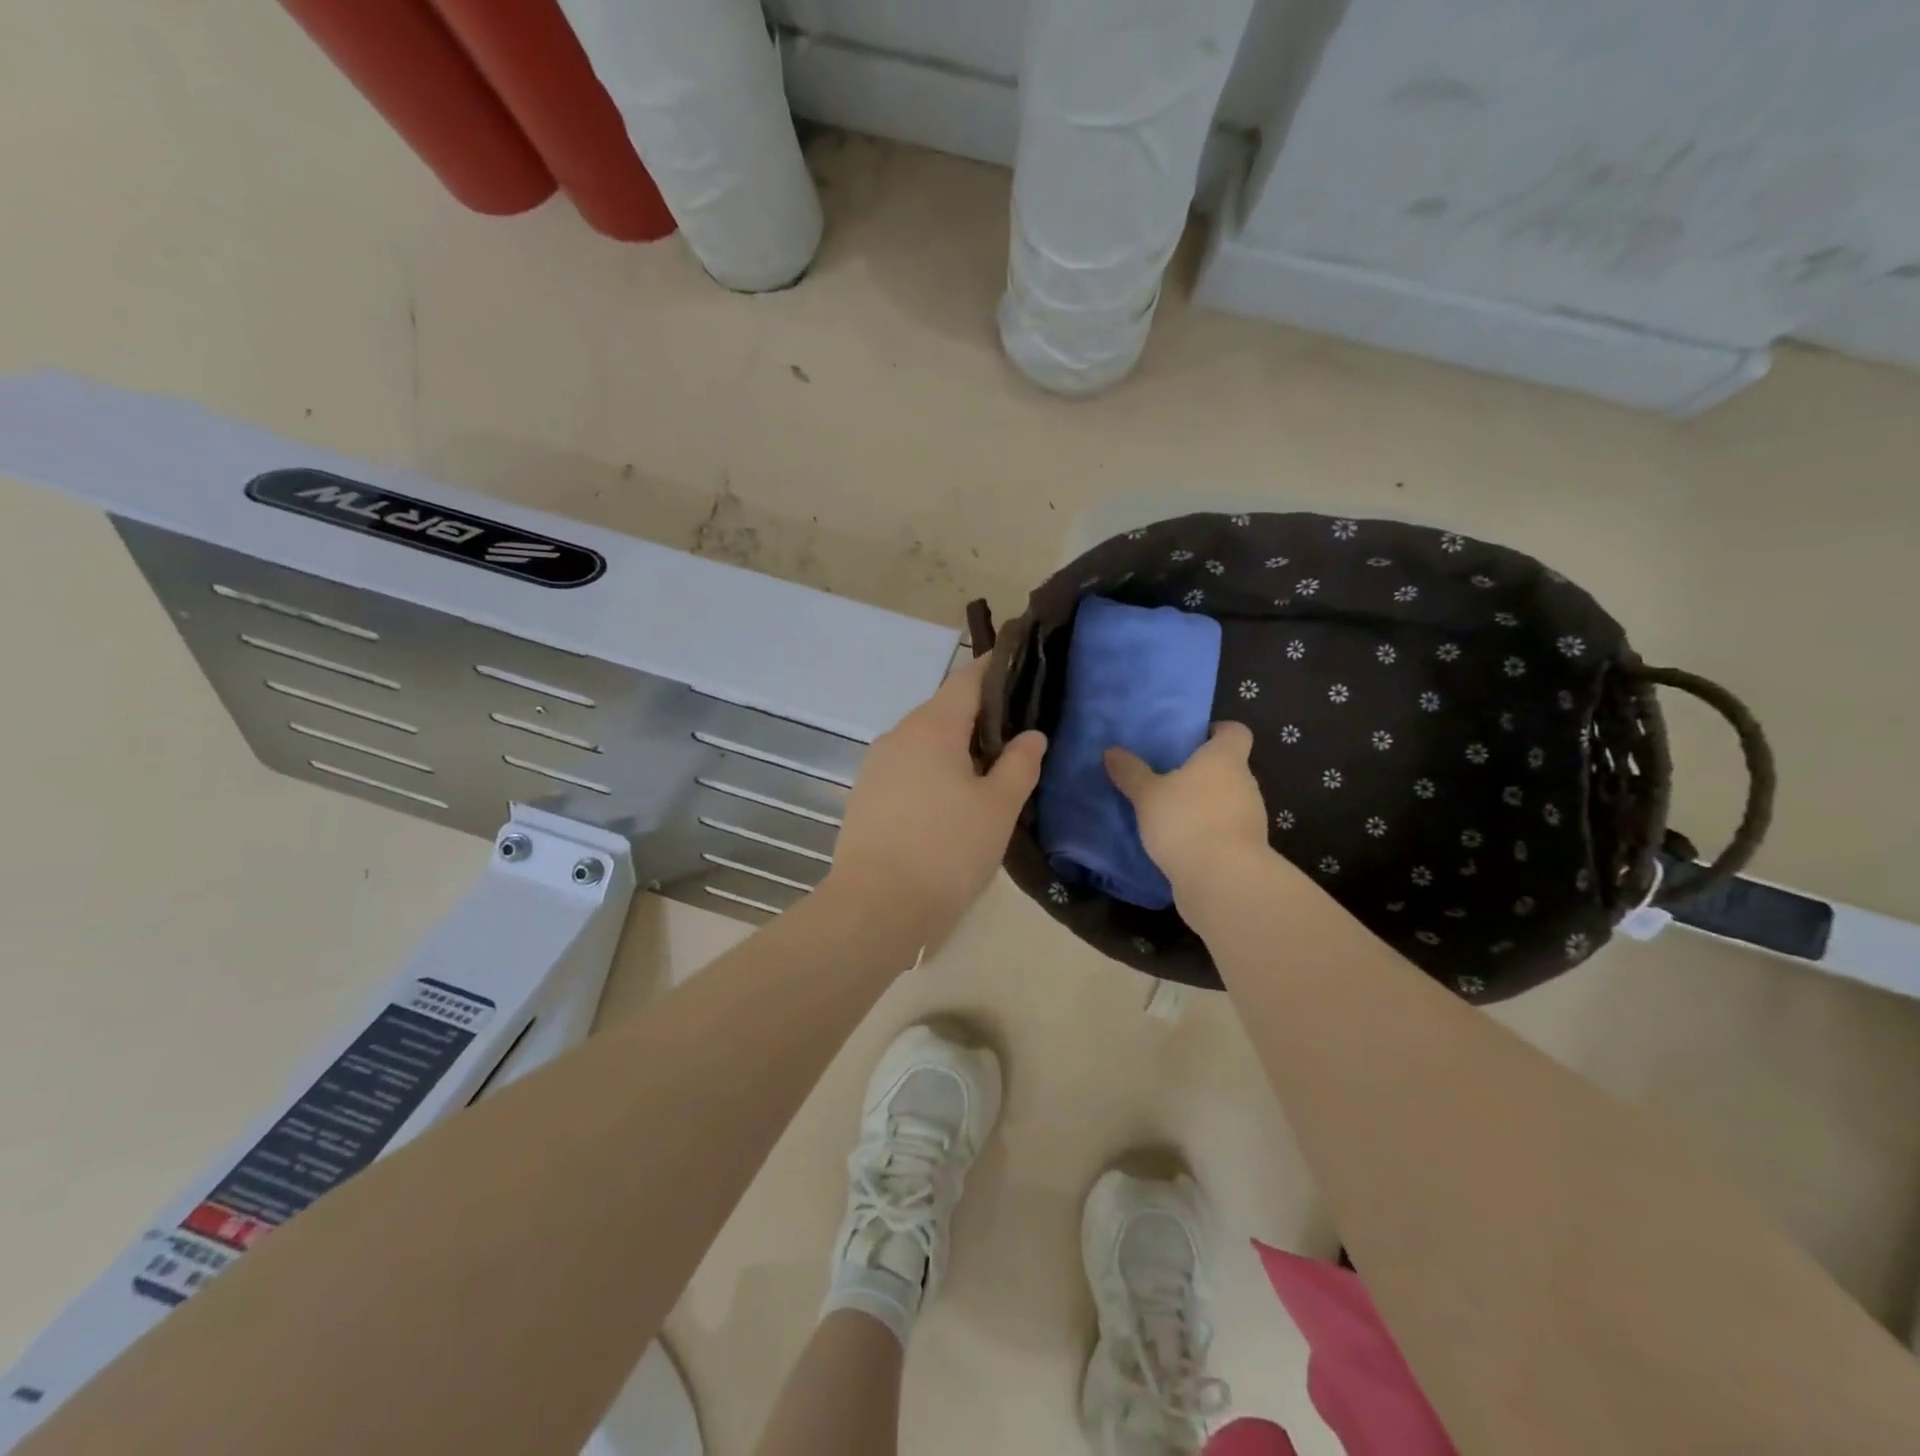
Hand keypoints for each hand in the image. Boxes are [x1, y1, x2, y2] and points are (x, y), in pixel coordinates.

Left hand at [826, 655, 1046, 947]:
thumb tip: (1031, 735)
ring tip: (990, 771)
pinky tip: (951, 800)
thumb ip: (1019, 764)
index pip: (967, 679)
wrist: (875, 908)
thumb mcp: (998, 808)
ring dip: (956, 748)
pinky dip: (934, 772)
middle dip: (980, 716)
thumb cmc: (946, 851)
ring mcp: (876, 766)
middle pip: (944, 711)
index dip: (995, 669)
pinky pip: (908, 769)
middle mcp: (898, 735)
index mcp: (932, 726)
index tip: (1022, 667)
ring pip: (925, 743)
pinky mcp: (865, 796)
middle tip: (1018, 733)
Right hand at [1105, 723, 1271, 897]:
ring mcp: (1251, 818)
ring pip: (1227, 800)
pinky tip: (1181, 843)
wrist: (1223, 880)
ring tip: (1170, 814)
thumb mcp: (1147, 795)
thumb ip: (1130, 772)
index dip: (1217, 731)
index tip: (1193, 739)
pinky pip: (1225, 830)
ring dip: (1205, 805)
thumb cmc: (1186, 821)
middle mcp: (1245, 783)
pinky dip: (1207, 832)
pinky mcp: (1247, 849)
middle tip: (1168, 778)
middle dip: (1202, 773)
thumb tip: (1111, 751)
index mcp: (1224, 759)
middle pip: (1229, 768)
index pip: (1235, 731)